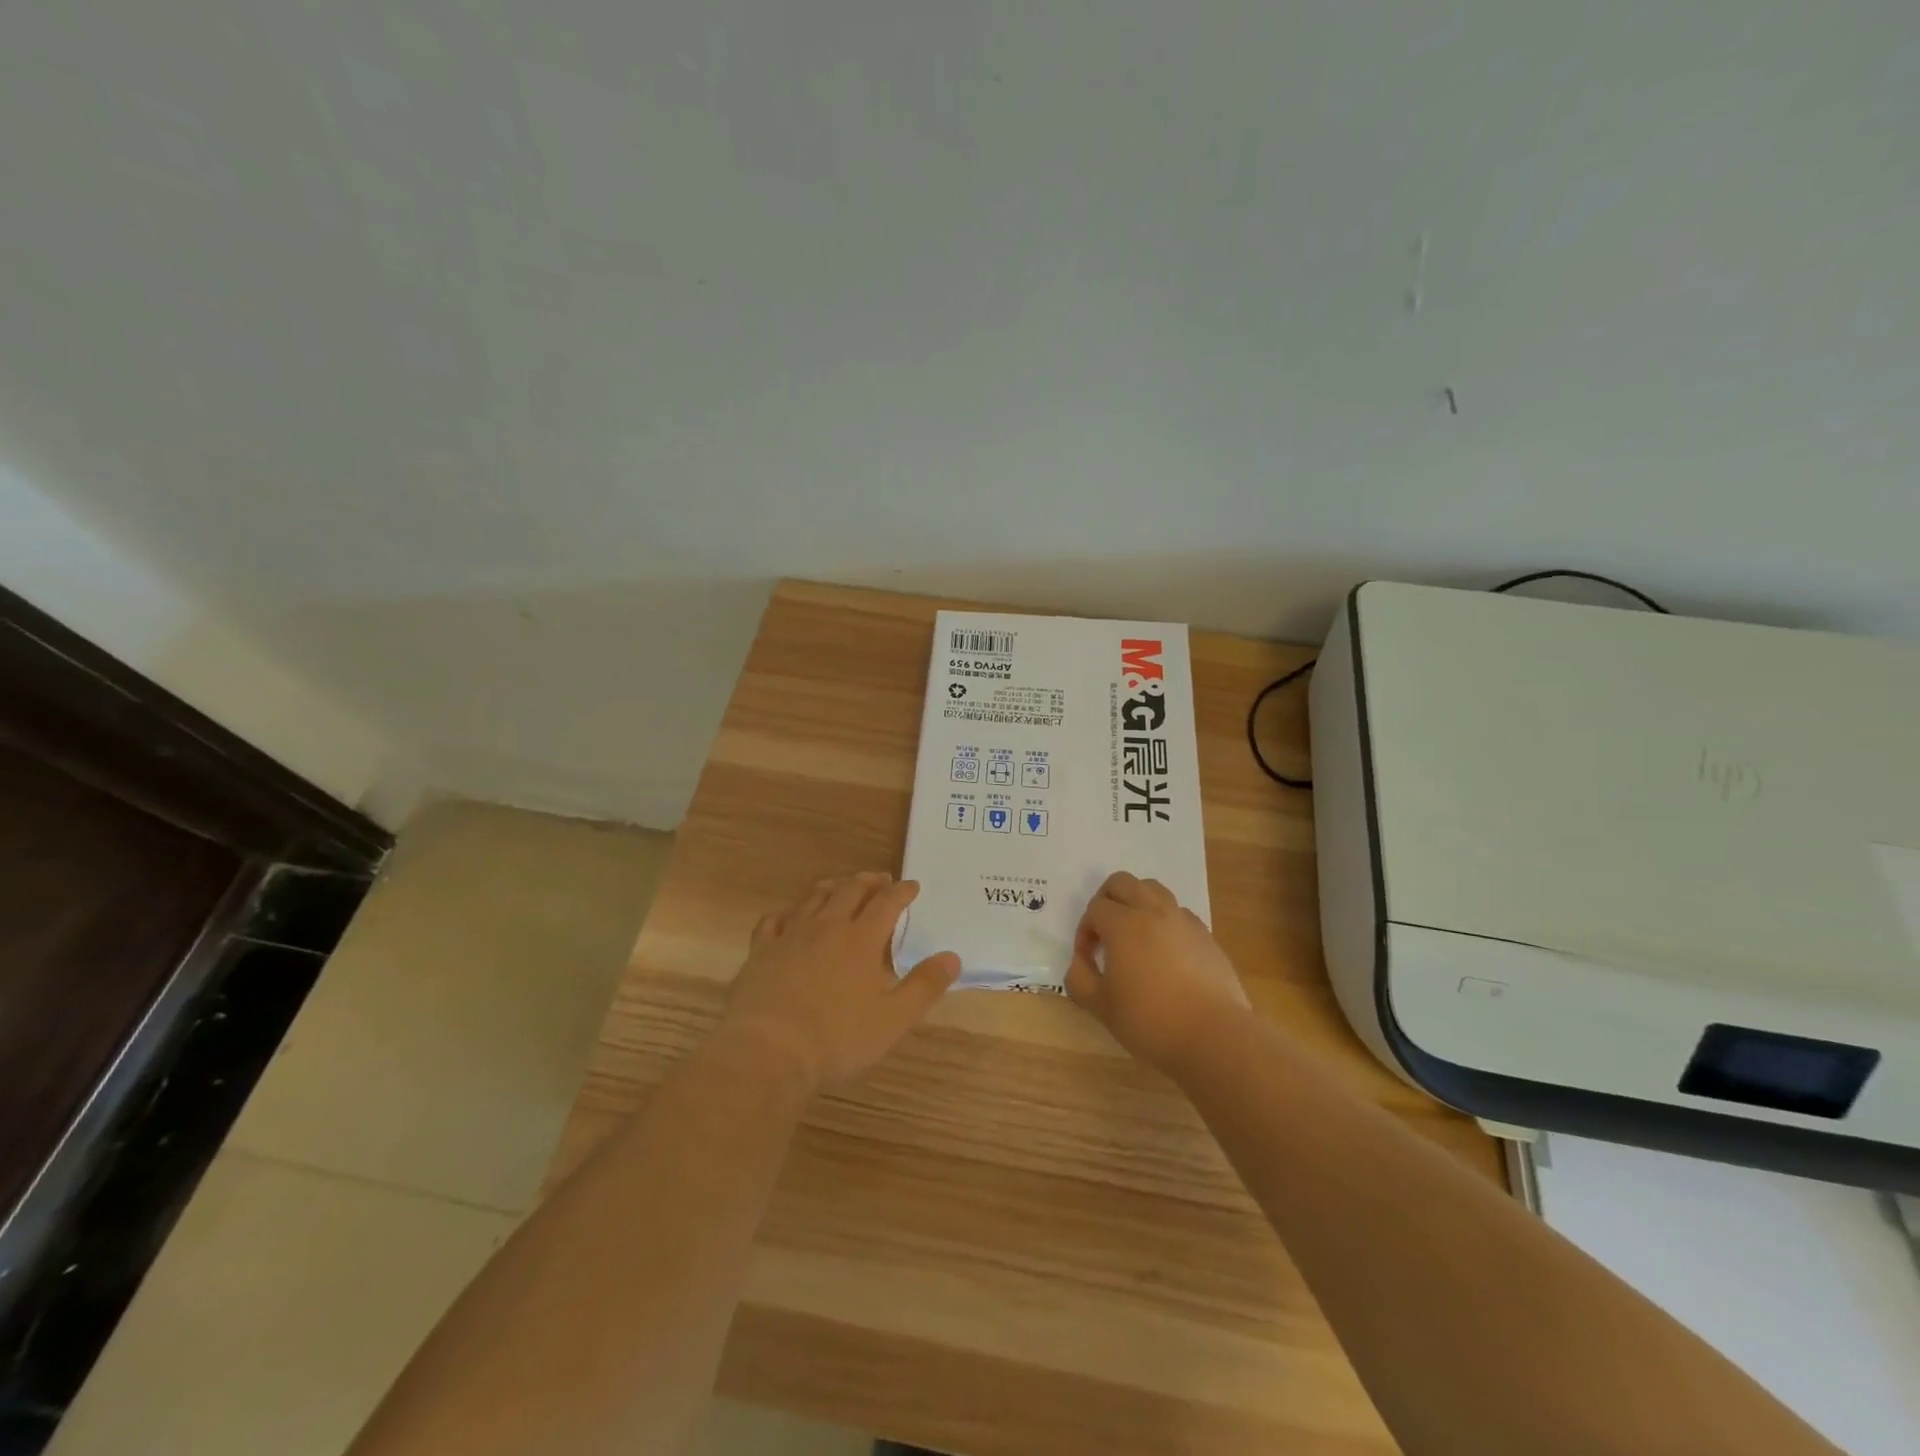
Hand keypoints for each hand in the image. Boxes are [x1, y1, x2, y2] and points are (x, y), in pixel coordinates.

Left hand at [719, 872, 960, 1092]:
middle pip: (850, 890)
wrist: (767, 1051)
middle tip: (880, 880)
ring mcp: (790, 935)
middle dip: (869, 881)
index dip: (902, 891)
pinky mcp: (761, 950)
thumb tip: (952, 957)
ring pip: (814, 897)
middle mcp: (827, 926)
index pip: (887, 902)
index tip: (912, 885)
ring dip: (833, 887)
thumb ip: (924, 986)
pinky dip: (789, 912)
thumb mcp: (893, 1020)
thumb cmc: (836, 1038)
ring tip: (841, 887)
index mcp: (861, 939)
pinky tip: (791, 917)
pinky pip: (775, 919)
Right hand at [1065, 871, 1250, 1074]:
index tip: (1088, 959)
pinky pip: (1178, 912)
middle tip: (1104, 933)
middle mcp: (1153, 911)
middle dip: (1106, 901)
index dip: (1084, 931)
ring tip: (1134, 935)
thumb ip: (1079, 979)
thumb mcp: (1101, 1007)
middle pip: (1122, 882)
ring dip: (1136, 903)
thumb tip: (1080, 962)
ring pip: (1153, 890)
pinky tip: (1164, 952)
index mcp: (1124, 924)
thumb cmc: (1151, 1021)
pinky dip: (1164, 920)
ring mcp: (1183, 920)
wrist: (1214, 1036)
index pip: (1095, 909)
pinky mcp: (1205, 935)